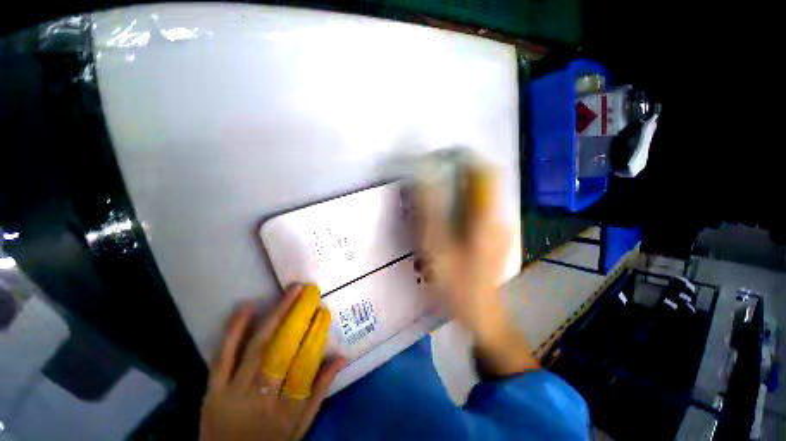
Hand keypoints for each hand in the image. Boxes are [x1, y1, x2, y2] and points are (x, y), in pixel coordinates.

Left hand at [200, 285, 344, 440]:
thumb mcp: (300, 426)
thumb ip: (320, 391)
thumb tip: (342, 357)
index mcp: (286, 410)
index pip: (306, 364)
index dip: (316, 335)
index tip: (324, 312)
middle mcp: (262, 399)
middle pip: (282, 350)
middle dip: (296, 316)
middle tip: (307, 291)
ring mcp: (234, 393)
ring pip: (257, 348)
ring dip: (274, 315)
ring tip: (290, 291)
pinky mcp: (212, 391)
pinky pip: (223, 357)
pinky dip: (235, 330)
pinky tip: (246, 307)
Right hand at [417, 165, 537, 375]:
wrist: (481, 313)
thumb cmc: (457, 284)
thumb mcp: (436, 248)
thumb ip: (429, 212)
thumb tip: (423, 179)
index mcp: (486, 218)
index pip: (486, 172)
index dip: (466, 159)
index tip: (441, 158)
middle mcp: (497, 216)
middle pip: (483, 180)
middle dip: (458, 171)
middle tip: (432, 176)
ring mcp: (497, 225)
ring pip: (479, 193)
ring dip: (458, 186)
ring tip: (435, 193)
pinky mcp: (492, 233)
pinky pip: (477, 207)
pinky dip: (461, 201)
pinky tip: (445, 214)